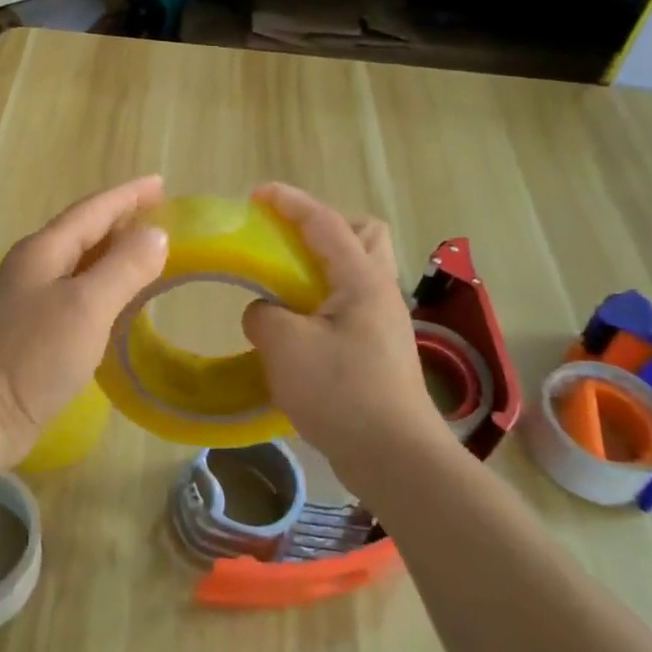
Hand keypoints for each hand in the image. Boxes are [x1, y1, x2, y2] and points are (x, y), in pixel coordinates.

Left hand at [0, 175, 169, 467]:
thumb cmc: (34, 354)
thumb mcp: (87, 306)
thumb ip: (124, 267)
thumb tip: (155, 234)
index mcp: (44, 250)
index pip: (93, 210)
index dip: (128, 195)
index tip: (161, 183)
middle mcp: (34, 265)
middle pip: (83, 231)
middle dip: (121, 219)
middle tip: (160, 213)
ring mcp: (29, 297)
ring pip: (79, 261)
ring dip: (112, 250)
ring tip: (145, 248)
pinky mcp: (32, 328)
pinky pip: (76, 289)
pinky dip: (102, 282)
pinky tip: (117, 296)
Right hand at [241, 183, 454, 488]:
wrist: (395, 457)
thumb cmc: (341, 392)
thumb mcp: (285, 347)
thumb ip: (263, 315)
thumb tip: (264, 311)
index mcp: (361, 278)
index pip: (324, 221)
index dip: (289, 201)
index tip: (257, 194)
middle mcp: (379, 291)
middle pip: (362, 234)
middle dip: (324, 226)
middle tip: (286, 243)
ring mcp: (383, 322)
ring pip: (358, 271)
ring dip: (322, 265)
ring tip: (284, 284)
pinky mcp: (379, 350)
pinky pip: (349, 304)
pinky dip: (322, 300)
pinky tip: (297, 326)